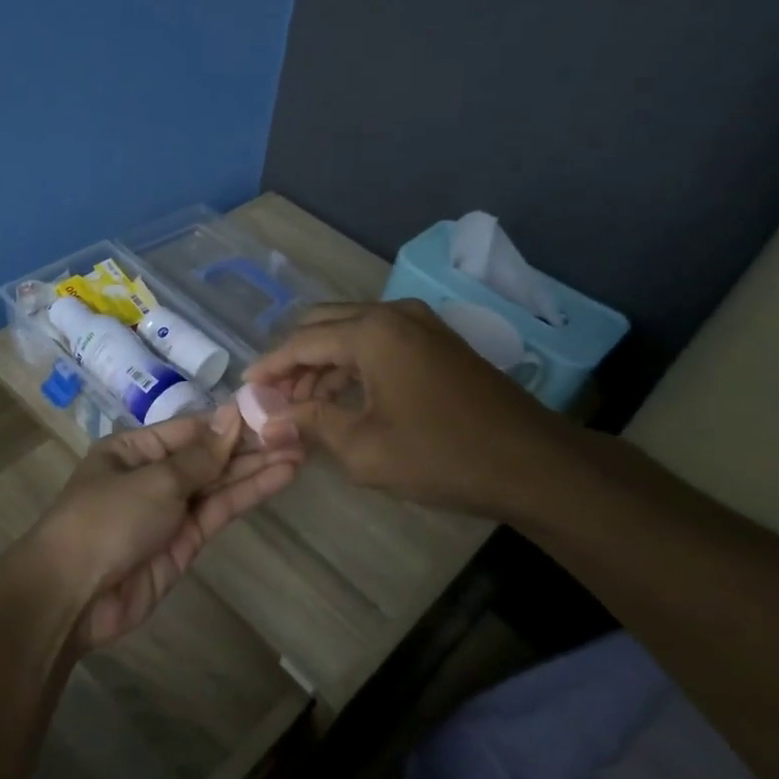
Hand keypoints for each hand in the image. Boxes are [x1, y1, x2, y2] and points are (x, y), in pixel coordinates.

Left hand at [21, 406, 302, 649]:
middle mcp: (152, 475)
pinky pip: (218, 511)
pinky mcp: (184, 543)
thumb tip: (231, 415)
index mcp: (133, 449)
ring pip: (218, 483)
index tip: (270, 409)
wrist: (73, 595)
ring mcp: (169, 510)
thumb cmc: (106, 519)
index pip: (189, 428)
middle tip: (296, 430)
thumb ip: (200, 455)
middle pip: (207, 455)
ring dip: (256, 467)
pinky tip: (279, 476)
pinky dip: (247, 494)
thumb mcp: (154, 479)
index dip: (228, 421)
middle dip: (248, 444)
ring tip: (300, 450)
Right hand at [245, 299, 580, 519]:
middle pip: (324, 325)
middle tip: (275, 397)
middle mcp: (394, 314)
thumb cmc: (441, 455)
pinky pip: (380, 342)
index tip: (245, 388)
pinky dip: (354, 365)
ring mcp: (421, 324)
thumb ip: (311, 424)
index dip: (270, 366)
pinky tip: (343, 398)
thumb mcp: (363, 448)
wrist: (533, 464)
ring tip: (304, 405)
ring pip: (353, 333)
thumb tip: (267, 422)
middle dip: (295, 359)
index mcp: (372, 332)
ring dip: (324, 363)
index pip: (302, 341)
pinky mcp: (439, 342)